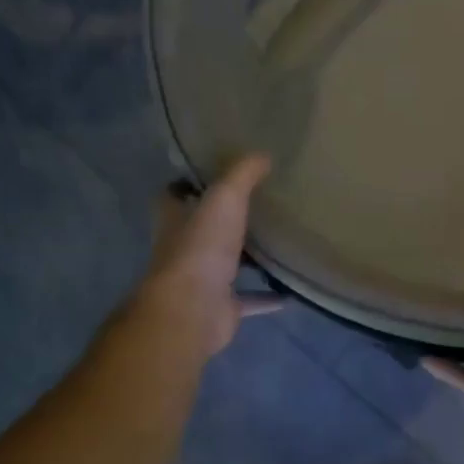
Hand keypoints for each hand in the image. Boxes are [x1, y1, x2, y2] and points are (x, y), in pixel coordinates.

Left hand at [131, 155, 281, 356]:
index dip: (187, 184)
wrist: (193, 309)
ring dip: (246, 258)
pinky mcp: (221, 307)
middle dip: (221, 221)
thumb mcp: (225, 199)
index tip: (211, 174)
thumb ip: (242, 175)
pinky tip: (291, 291)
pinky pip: (248, 299)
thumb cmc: (201, 248)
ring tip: (277, 244)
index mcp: (176, 221)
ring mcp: (201, 281)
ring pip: (225, 265)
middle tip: (256, 206)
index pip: (172, 196)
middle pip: (201, 231)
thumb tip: (262, 154)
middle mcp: (184, 250)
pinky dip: (267, 297)